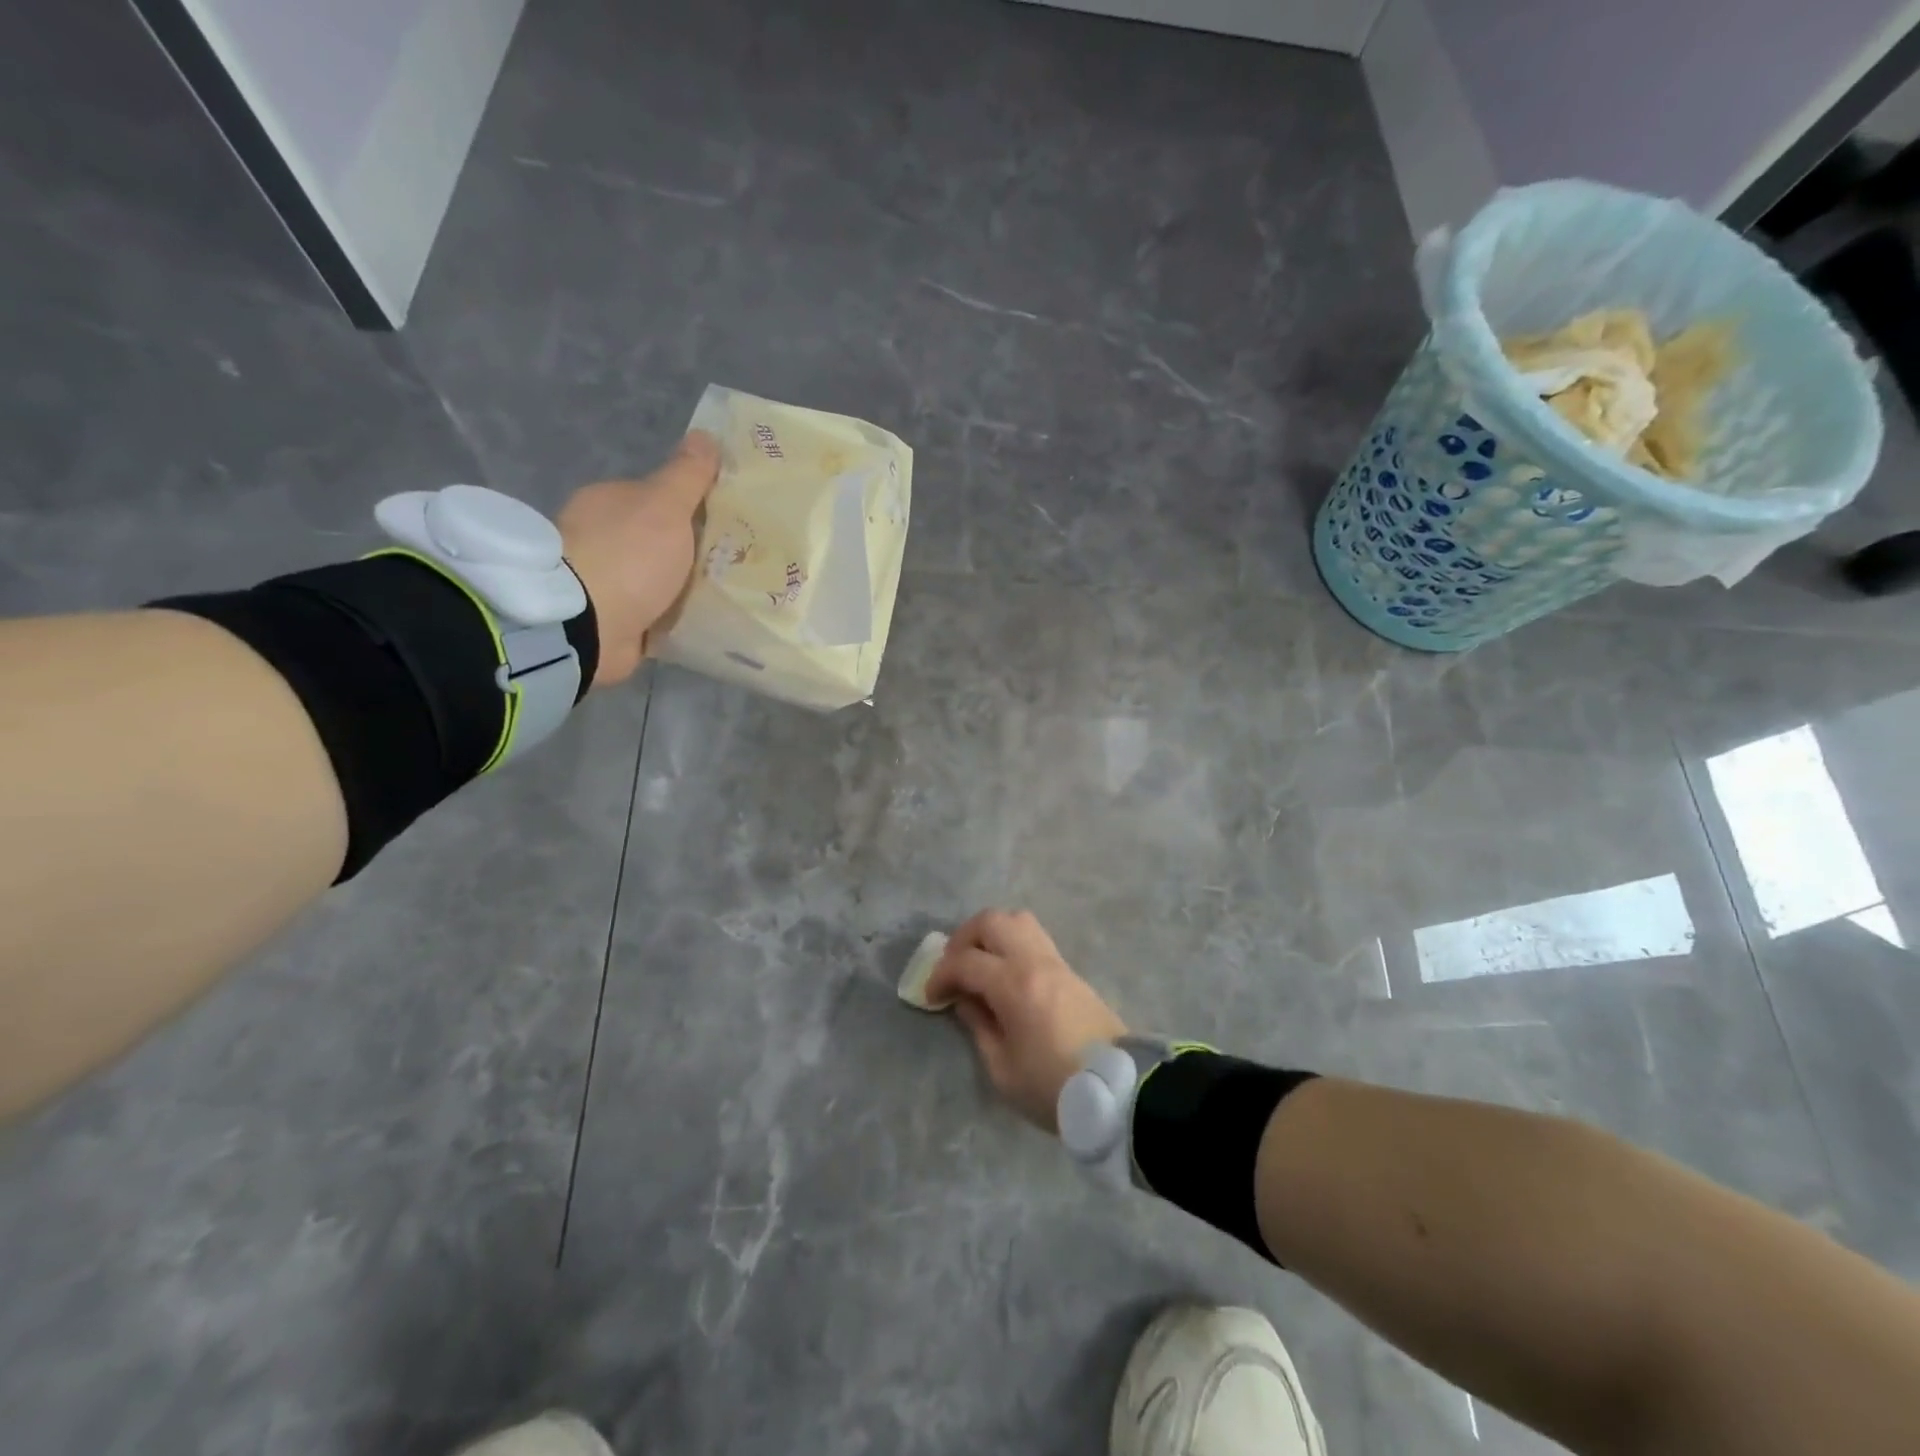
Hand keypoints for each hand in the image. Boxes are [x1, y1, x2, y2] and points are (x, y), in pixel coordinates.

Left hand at [557, 431, 719, 688]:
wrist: (587, 625)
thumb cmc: (628, 556)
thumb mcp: (665, 505)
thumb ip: (687, 475)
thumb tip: (705, 435)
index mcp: (608, 503)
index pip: (656, 498)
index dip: (692, 507)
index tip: (728, 523)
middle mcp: (601, 539)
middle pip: (659, 540)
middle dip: (690, 551)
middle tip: (735, 563)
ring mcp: (605, 583)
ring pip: (657, 579)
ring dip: (683, 587)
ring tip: (728, 596)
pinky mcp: (612, 621)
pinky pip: (654, 614)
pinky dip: (673, 617)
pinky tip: (702, 621)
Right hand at [923, 909, 1127, 1130]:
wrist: (1118, 1090)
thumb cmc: (1054, 1086)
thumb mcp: (1003, 1069)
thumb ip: (978, 1027)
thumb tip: (966, 1000)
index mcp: (1014, 984)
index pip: (965, 961)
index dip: (940, 975)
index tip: (931, 997)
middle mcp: (1034, 961)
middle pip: (991, 921)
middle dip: (963, 939)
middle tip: (953, 968)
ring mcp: (1055, 961)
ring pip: (1017, 920)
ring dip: (990, 934)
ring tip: (979, 964)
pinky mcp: (1070, 970)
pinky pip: (1033, 937)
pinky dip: (1011, 943)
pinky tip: (1004, 972)